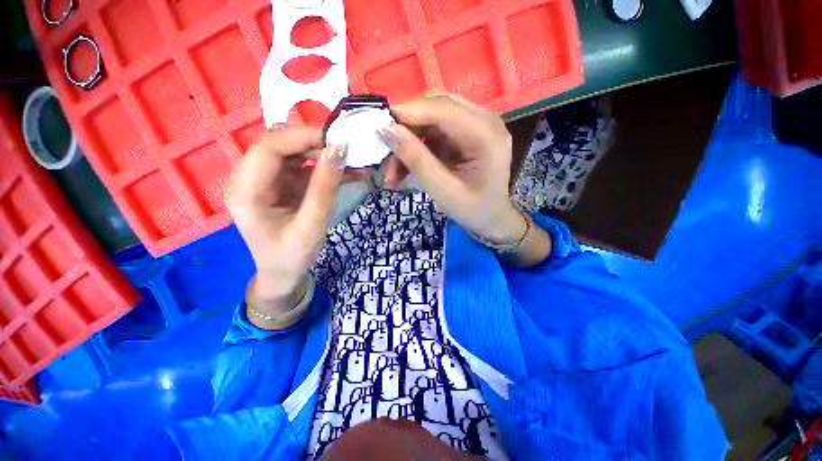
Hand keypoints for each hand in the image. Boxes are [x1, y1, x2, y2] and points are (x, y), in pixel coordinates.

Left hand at [226, 126, 360, 324]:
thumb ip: (325, 187)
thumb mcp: (313, 224)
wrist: (284, 274)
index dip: (302, 137)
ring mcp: (266, 181)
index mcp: (246, 191)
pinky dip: (325, 167)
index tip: (337, 139)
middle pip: (279, 145)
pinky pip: (303, 167)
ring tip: (351, 161)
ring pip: (293, 153)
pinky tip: (346, 171)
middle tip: (347, 150)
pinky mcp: (281, 185)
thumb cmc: (293, 256)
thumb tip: (339, 149)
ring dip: (322, 154)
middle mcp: (250, 179)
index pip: (268, 148)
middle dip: (314, 143)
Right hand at [379, 94, 524, 244]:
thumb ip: (417, 160)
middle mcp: (483, 121)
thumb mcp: (443, 191)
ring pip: (430, 119)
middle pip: (436, 107)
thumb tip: (387, 130)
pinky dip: (415, 147)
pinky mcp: (463, 135)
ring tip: (391, 171)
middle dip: (406, 127)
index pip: (443, 109)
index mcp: (486, 134)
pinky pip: (433, 132)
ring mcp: (474, 126)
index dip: (409, 112)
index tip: (378, 124)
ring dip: (408, 140)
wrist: (491, 219)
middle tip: (384, 150)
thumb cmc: (473, 210)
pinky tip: (402, 168)